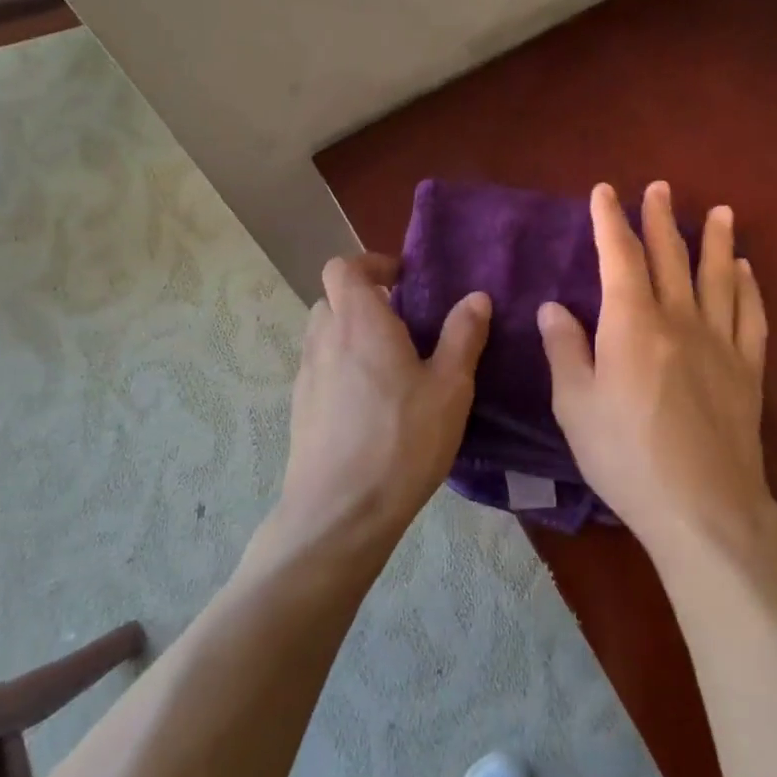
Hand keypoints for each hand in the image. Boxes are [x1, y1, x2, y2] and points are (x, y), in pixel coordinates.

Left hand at [279, 252, 490, 554]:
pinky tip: (371, 404)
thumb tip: (476, 297)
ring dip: (352, 334)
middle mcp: (325, 339)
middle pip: (333, 298)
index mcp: (360, 322)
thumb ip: (463, 336)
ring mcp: (306, 374)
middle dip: (365, 300)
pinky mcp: (300, 407)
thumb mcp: (450, 388)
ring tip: (391, 365)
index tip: (404, 280)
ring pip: (325, 334)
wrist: (340, 512)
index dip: (372, 264)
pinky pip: (321, 368)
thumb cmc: (402, 441)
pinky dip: (342, 367)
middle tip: (404, 323)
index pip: (345, 267)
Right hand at [538, 182, 775, 566]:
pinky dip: (749, 288)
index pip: (620, 257)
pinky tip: (746, 271)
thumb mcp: (576, 406)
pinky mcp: (747, 370)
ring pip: (719, 277)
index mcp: (631, 323)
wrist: (704, 508)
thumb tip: (554, 307)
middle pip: (671, 257)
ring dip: (717, 241)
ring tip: (719, 211)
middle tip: (659, 188)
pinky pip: (750, 316)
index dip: (611, 221)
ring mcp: (720, 343)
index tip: (605, 192)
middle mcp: (679, 319)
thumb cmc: (626, 456)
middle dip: (661, 219)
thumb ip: (564, 350)